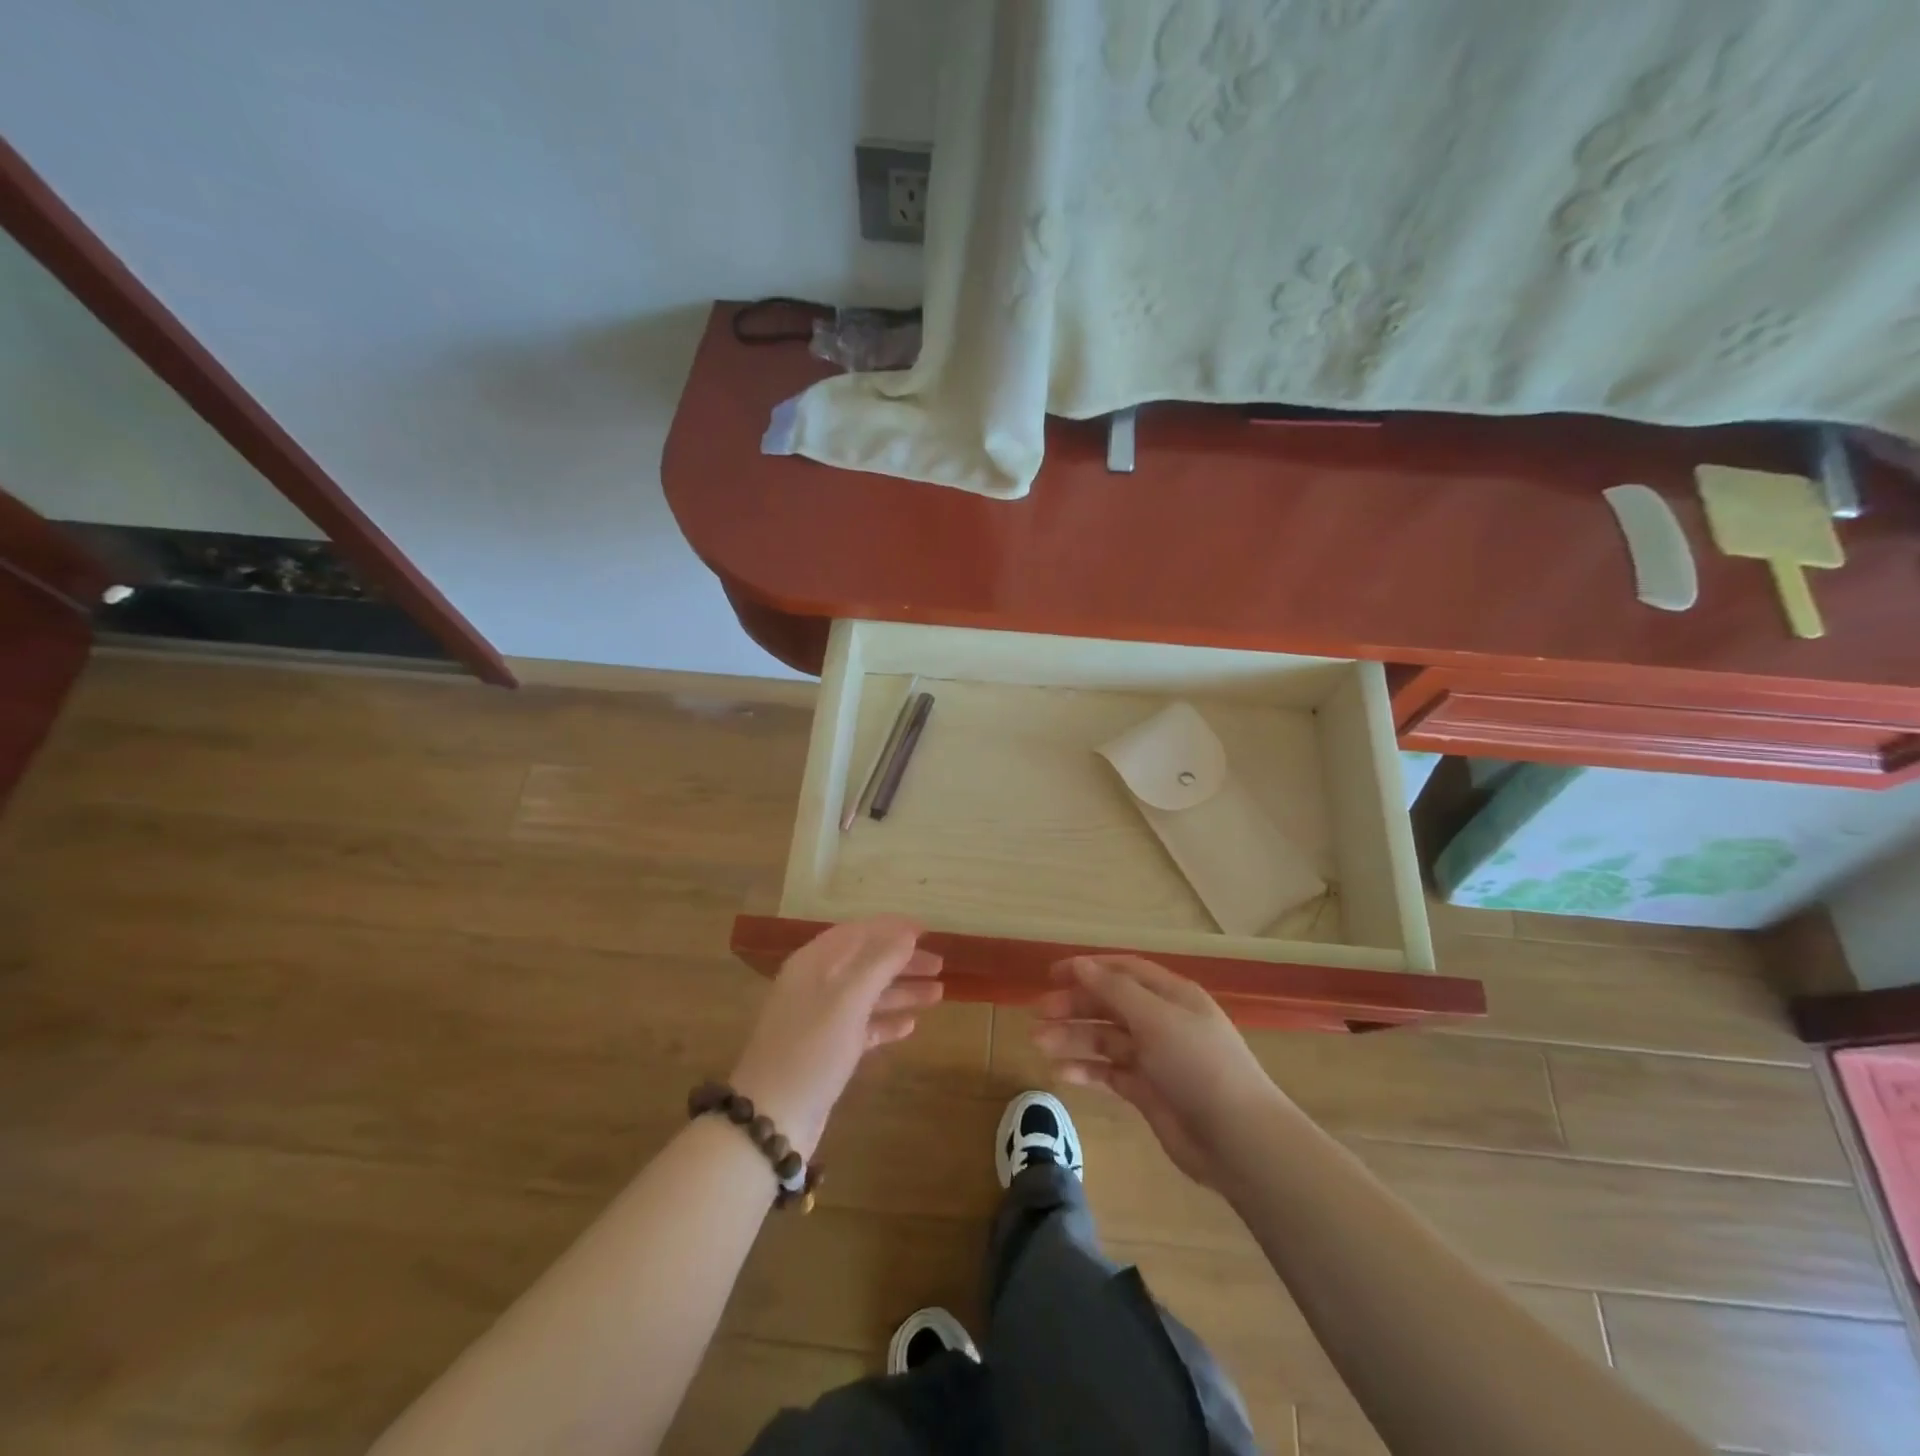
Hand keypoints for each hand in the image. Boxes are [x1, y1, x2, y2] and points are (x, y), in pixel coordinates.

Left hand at [729, 917, 941, 1157]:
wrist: (772, 1118)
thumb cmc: (811, 1048)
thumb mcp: (848, 998)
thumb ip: (879, 962)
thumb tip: (906, 934)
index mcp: (815, 963)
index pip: (858, 932)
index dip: (892, 928)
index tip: (926, 930)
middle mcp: (817, 984)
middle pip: (866, 962)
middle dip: (902, 960)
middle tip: (940, 964)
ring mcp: (822, 1018)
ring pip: (868, 994)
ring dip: (902, 991)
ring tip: (938, 994)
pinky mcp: (829, 1050)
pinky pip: (863, 1026)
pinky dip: (886, 1022)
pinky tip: (911, 1026)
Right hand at [1032, 955, 1282, 1188]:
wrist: (1238, 1140)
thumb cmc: (1198, 1065)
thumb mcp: (1156, 1019)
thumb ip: (1115, 991)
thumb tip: (1081, 965)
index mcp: (1171, 995)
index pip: (1123, 971)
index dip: (1088, 968)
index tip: (1052, 974)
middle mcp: (1162, 1021)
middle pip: (1110, 1004)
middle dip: (1075, 1005)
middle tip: (1038, 1013)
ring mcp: (1155, 1058)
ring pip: (1105, 1039)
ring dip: (1073, 1038)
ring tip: (1038, 1042)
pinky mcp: (1147, 1092)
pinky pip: (1109, 1073)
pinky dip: (1086, 1071)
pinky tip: (1060, 1073)